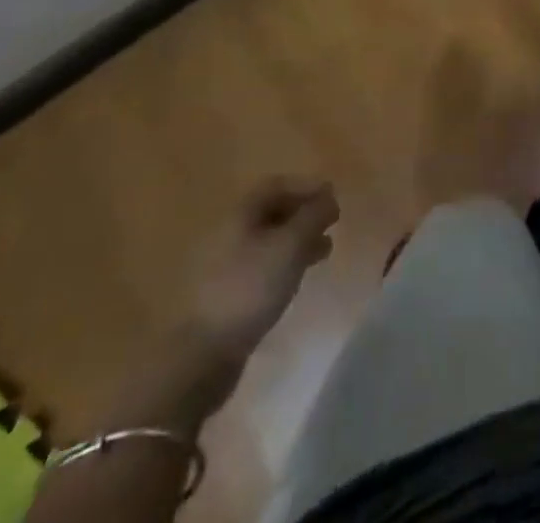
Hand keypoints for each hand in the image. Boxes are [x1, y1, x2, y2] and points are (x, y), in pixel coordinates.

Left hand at [190, 176, 339, 349]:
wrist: (206, 353)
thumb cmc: (252, 287)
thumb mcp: (291, 245)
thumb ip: (313, 216)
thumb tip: (328, 197)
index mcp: (241, 214)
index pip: (277, 185)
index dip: (307, 187)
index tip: (333, 198)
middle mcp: (231, 232)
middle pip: (273, 211)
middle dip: (305, 214)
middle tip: (332, 224)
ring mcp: (227, 264)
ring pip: (270, 240)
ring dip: (299, 240)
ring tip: (324, 252)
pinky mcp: (229, 292)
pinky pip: (263, 264)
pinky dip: (286, 262)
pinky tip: (298, 277)